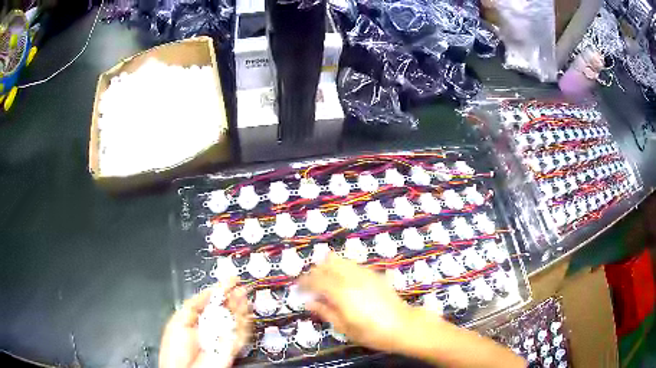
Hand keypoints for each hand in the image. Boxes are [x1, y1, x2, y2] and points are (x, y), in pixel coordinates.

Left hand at [159, 279, 250, 367]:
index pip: (211, 302)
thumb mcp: (179, 320)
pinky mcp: (231, 347)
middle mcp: (210, 328)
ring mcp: (222, 337)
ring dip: (240, 307)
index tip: (228, 280)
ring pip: (234, 320)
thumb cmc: (175, 349)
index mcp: (196, 320)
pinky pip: (240, 334)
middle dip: (232, 296)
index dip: (220, 290)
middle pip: (225, 310)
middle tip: (238, 285)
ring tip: (243, 293)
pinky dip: (245, 323)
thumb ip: (194, 305)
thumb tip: (209, 290)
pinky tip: (246, 312)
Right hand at [298, 253, 414, 352]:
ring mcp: (365, 273)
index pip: (316, 279)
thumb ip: (325, 312)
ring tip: (326, 281)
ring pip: (341, 260)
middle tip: (311, 285)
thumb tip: (309, 302)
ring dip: (329, 267)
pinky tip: (344, 281)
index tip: (299, 289)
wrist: (403, 326)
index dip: (304, 282)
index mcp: (341, 292)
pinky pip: (353, 264)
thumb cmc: (371, 332)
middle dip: (315, 271)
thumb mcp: (344, 327)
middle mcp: (352, 278)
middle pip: (327, 264)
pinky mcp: (374, 274)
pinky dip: (343, 268)